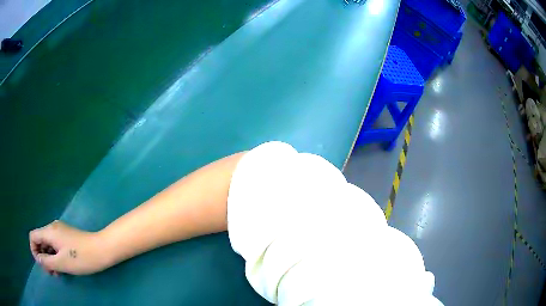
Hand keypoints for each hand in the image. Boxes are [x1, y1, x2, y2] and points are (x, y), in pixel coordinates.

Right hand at [29, 220, 109, 275]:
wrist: (102, 249)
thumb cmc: (80, 258)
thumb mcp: (61, 263)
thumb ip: (47, 261)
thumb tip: (38, 259)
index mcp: (49, 231)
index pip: (33, 236)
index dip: (34, 251)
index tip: (43, 265)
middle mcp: (53, 228)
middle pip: (40, 240)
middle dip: (43, 257)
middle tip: (52, 273)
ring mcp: (61, 231)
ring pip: (48, 244)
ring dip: (50, 258)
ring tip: (58, 273)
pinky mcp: (68, 236)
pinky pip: (56, 244)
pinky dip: (56, 255)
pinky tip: (63, 267)